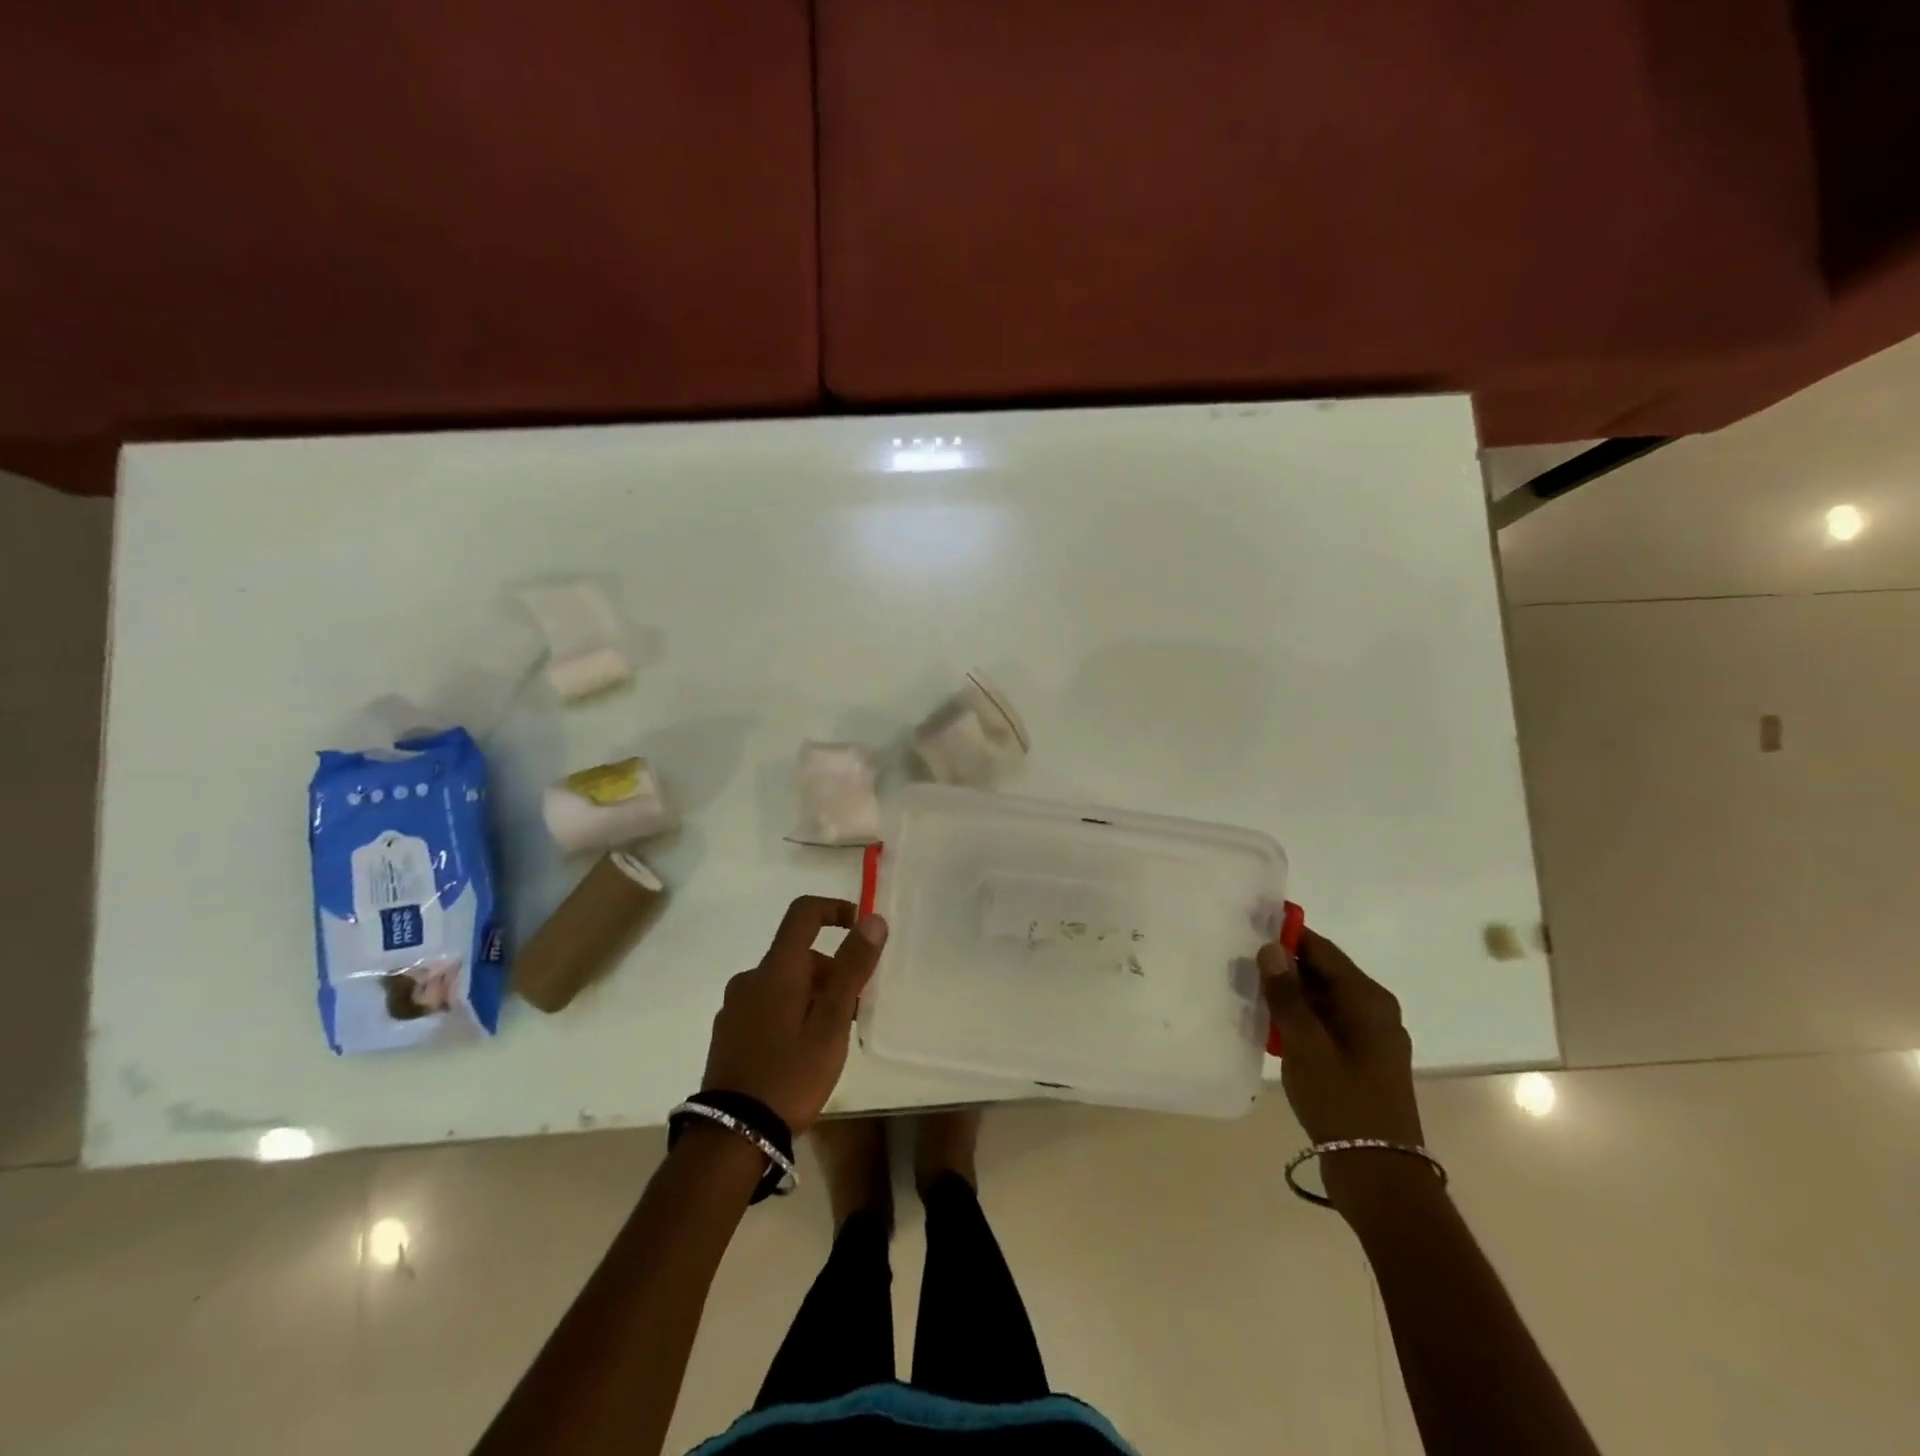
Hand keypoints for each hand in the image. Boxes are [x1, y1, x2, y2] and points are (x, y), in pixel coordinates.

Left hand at [702, 896, 888, 1133]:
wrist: (731, 1136)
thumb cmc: (790, 1074)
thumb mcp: (832, 1023)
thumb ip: (852, 968)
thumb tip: (872, 919)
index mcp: (776, 969)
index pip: (803, 913)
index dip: (835, 910)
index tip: (860, 928)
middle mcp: (751, 978)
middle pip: (798, 955)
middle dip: (832, 972)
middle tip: (856, 1010)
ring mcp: (735, 1006)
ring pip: (783, 983)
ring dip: (813, 996)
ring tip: (832, 1038)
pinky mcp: (728, 1033)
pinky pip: (767, 1006)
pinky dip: (791, 1013)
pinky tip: (802, 1052)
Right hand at [1259, 927, 1424, 1162]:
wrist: (1378, 1174)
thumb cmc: (1342, 1102)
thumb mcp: (1306, 1045)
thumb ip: (1287, 995)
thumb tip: (1271, 948)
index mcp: (1367, 999)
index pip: (1322, 950)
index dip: (1287, 937)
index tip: (1249, 928)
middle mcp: (1373, 1010)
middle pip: (1323, 973)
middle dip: (1283, 967)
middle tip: (1240, 963)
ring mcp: (1368, 1037)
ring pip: (1322, 1000)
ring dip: (1288, 996)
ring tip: (1246, 992)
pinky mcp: (1360, 1060)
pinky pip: (1325, 1024)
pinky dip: (1299, 1020)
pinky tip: (1268, 1027)